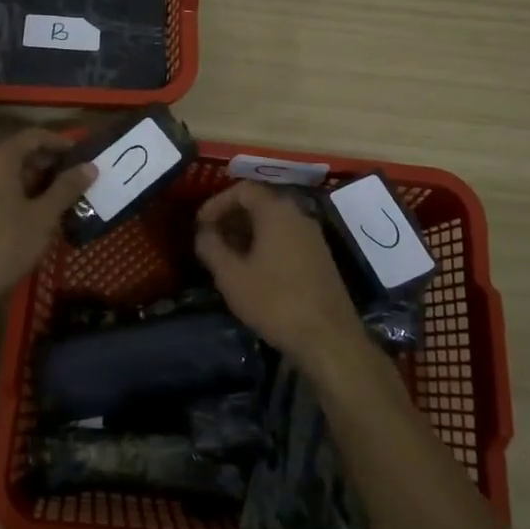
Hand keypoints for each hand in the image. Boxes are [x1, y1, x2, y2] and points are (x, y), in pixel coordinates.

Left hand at [0, 128, 96, 310]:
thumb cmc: (4, 244)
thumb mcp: (43, 216)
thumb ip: (67, 188)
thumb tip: (90, 166)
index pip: (35, 137)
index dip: (62, 143)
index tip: (86, 155)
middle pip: (24, 154)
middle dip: (53, 165)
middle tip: (82, 181)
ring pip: (14, 175)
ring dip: (41, 184)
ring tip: (69, 200)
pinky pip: (3, 191)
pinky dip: (25, 197)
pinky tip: (43, 216)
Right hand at [193, 182, 363, 365]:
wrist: (328, 339)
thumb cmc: (275, 301)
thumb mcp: (231, 276)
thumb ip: (211, 247)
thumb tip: (203, 233)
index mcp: (276, 211)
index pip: (242, 189)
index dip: (216, 202)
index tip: (200, 225)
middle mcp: (298, 215)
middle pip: (259, 203)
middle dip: (231, 218)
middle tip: (210, 240)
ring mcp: (313, 236)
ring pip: (273, 222)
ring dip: (247, 233)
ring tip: (227, 257)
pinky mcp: (320, 257)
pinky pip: (286, 238)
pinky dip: (265, 245)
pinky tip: (253, 271)